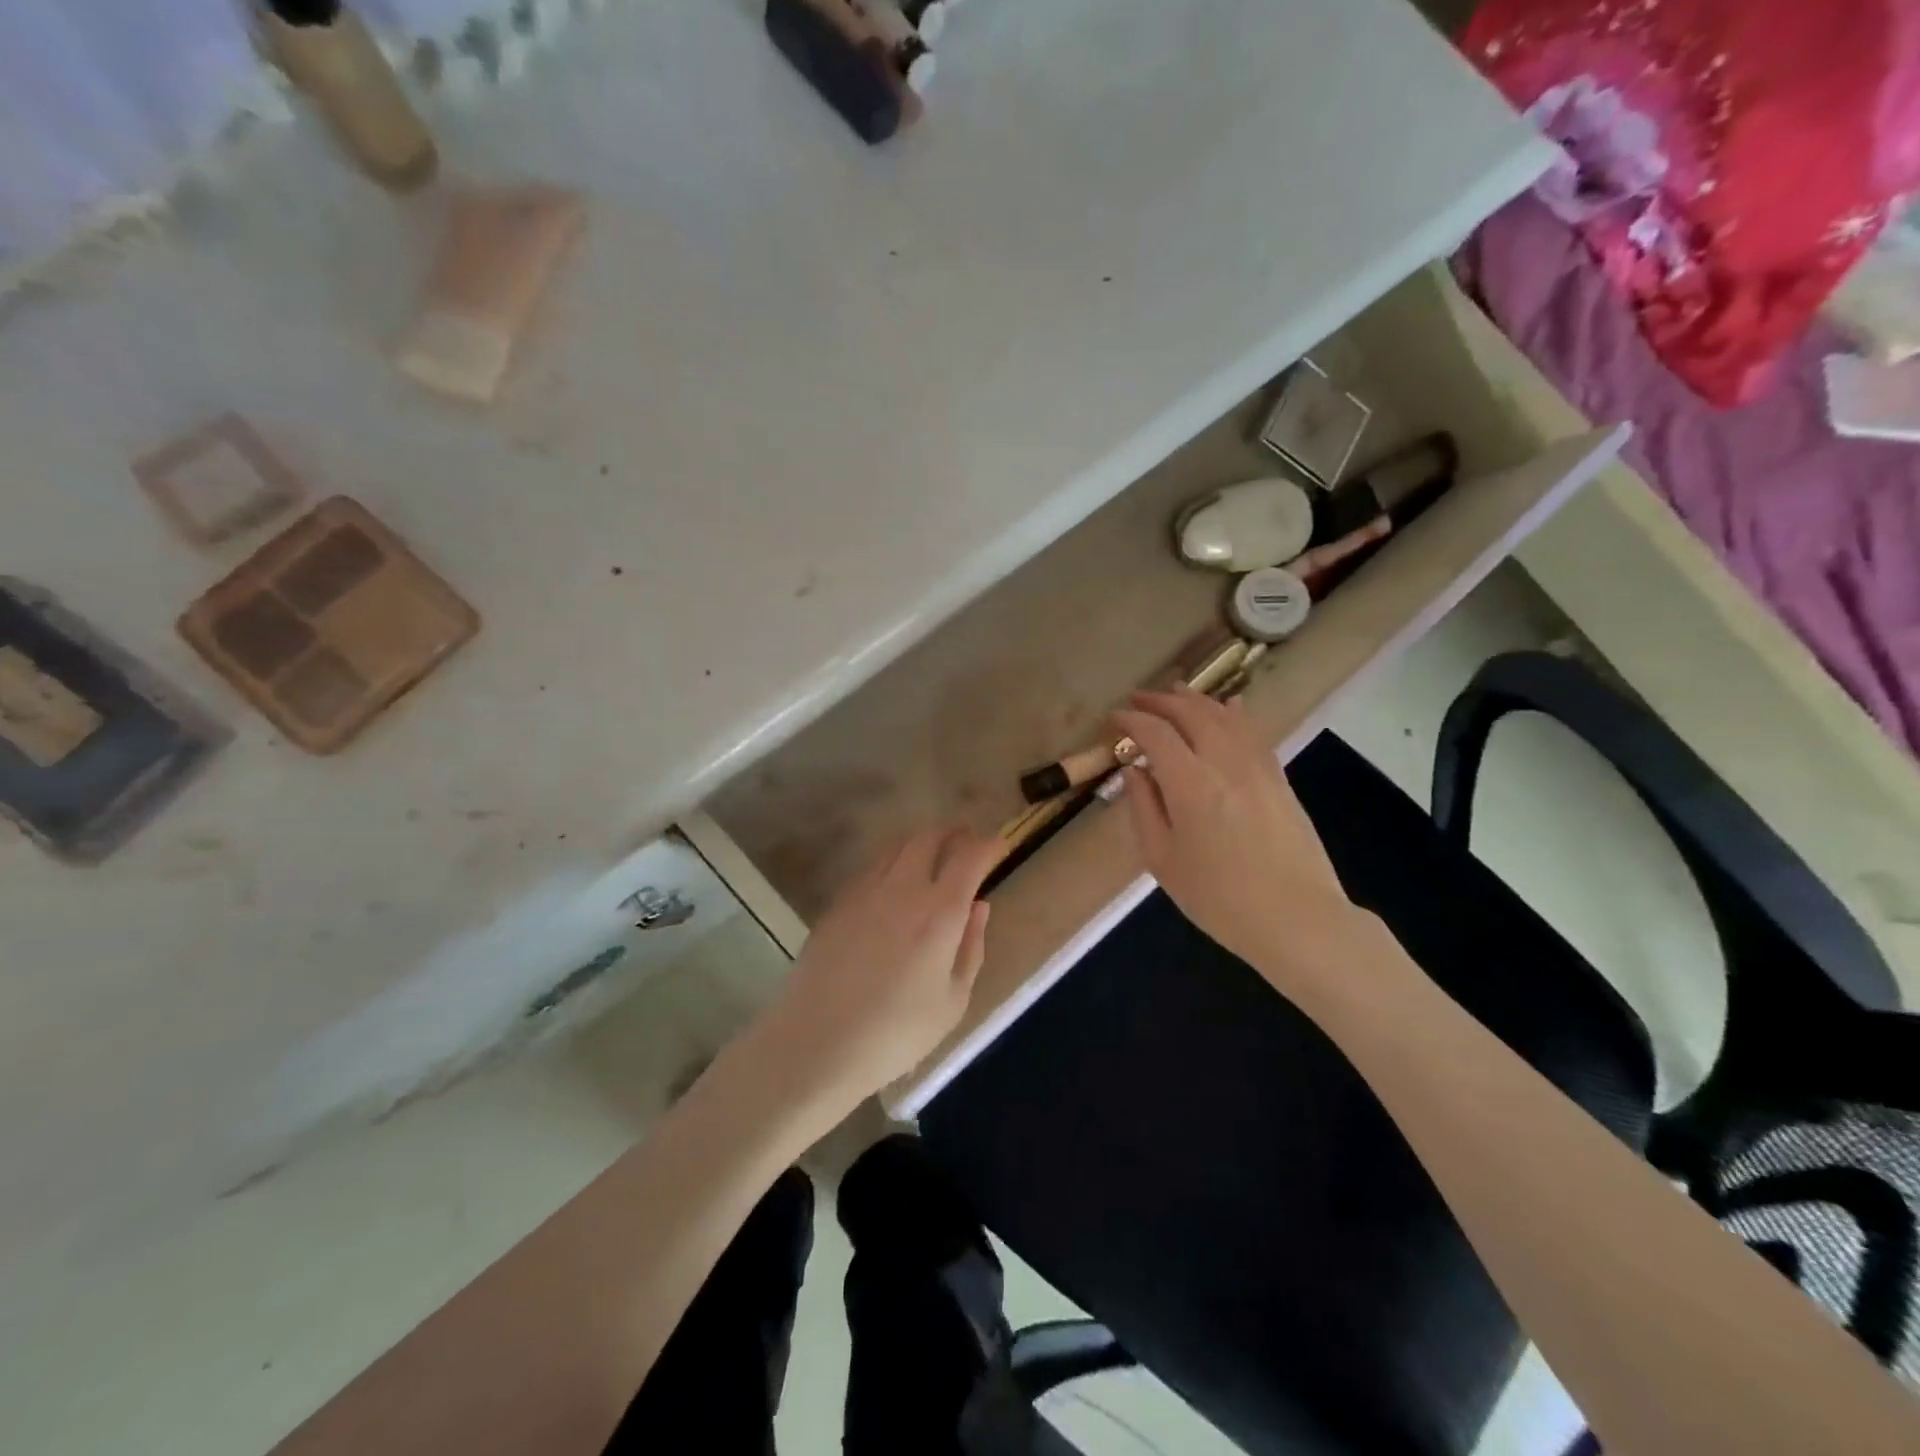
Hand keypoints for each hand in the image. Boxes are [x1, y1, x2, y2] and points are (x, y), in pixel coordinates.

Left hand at [759, 826, 1001, 1111]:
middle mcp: (903, 888)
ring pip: (896, 846)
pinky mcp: (838, 903)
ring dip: (921, 842)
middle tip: (966, 839)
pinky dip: (892, 862)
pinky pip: (872, 867)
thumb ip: (971, 947)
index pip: (970, 857)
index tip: (1000, 845)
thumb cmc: (896, 1033)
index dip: (988, 844)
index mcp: (939, 912)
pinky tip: (894, 882)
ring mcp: (865, 892)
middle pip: (928, 838)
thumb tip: (979, 906)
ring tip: (932, 854)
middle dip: (953, 832)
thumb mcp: (952, 1001)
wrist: (817, 1043)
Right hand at [1112, 685, 1367, 992]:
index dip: (1131, 720)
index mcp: (1190, 784)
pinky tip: (1229, 708)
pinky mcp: (1279, 779)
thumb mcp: (1163, 860)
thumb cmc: (1219, 899)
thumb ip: (1144, 808)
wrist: (1297, 919)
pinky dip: (1234, 714)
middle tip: (1138, 699)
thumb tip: (1135, 771)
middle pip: (1191, 714)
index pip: (1156, 733)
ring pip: (1225, 717)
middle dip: (1161, 701)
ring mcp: (1258, 768)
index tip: (1114, 718)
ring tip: (1176, 692)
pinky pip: (1253, 733)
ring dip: (1196, 701)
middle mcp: (1225, 763)